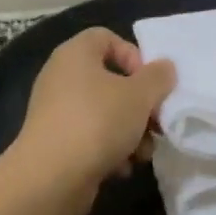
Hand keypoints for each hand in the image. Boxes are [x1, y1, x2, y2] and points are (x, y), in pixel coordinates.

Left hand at [7, 28, 175, 204]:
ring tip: (142, 154)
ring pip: (104, 113)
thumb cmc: (98, 123)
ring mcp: (56, 111)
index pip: (106, 37)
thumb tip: (164, 68)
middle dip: (139, 105)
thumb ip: (158, 77)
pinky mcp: (56, 142)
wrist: (51, 177)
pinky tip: (120, 168)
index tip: (150, 83)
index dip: (133, 55)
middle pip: (110, 80)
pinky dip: (109, 150)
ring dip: (130, 132)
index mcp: (75, 54)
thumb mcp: (139, 96)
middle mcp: (61, 77)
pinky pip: (90, 137)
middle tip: (156, 124)